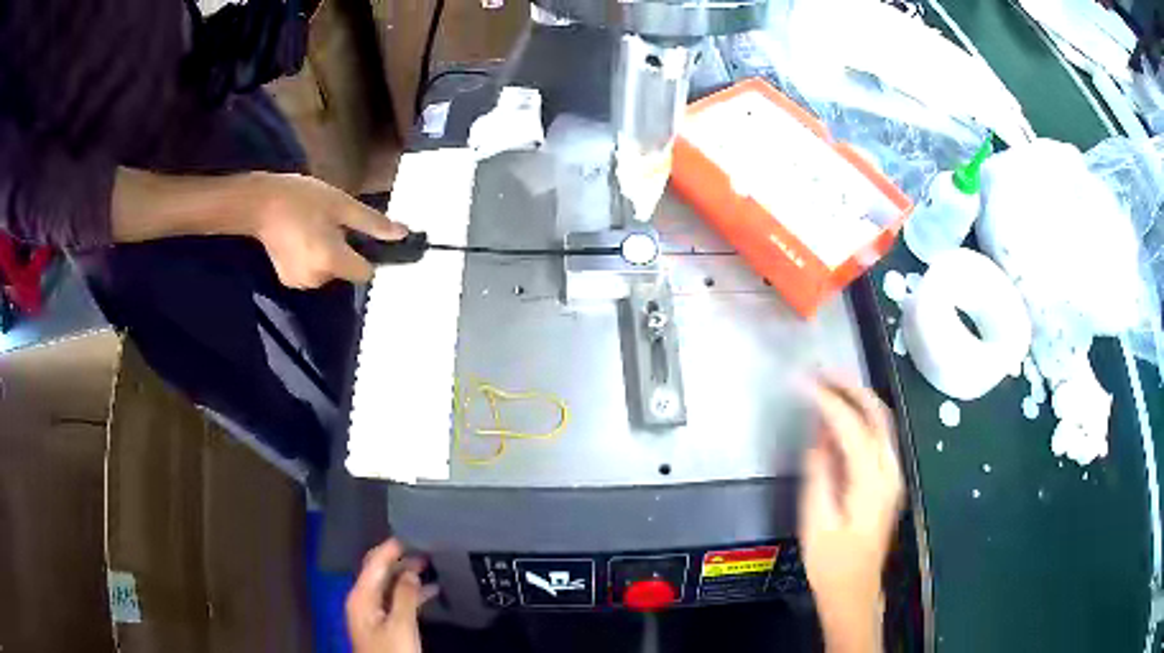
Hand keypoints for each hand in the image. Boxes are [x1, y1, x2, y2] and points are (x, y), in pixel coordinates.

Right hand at [249, 173, 405, 287]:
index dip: (368, 255)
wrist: (260, 204)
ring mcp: (300, 282)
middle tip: (330, 224)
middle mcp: (317, 279)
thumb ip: (372, 223)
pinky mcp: (288, 281)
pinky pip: (312, 273)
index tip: (361, 237)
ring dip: (328, 255)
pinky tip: (301, 239)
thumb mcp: (342, 204)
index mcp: (331, 261)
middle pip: (346, 271)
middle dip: (344, 251)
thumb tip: (401, 234)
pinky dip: (312, 259)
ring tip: (313, 229)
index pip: (366, 273)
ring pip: (329, 272)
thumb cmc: (302, 199)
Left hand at [346, 539, 435, 652]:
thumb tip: (411, 571)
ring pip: (389, 586)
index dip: (391, 548)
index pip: (374, 563)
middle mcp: (363, 599)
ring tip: (432, 566)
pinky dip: (410, 593)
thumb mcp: (400, 625)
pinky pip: (394, 599)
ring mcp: (371, 612)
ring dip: (407, 576)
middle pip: (379, 572)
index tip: (412, 533)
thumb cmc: (391, 651)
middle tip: (426, 548)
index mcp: (361, 596)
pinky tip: (430, 591)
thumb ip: (404, 596)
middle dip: (400, 560)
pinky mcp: (382, 623)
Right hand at [799, 381, 903, 652]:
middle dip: (850, 386)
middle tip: (820, 370)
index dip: (828, 399)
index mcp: (871, 481)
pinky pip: (878, 436)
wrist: (854, 589)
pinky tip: (840, 416)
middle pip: (877, 414)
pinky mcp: (888, 480)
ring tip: (828, 383)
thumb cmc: (831, 562)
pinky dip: (860, 417)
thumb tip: (819, 436)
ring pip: (881, 421)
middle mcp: (889, 470)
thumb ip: (820, 473)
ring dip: (857, 397)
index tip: (803, 381)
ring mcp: (892, 474)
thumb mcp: (817, 520)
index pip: (852, 426)